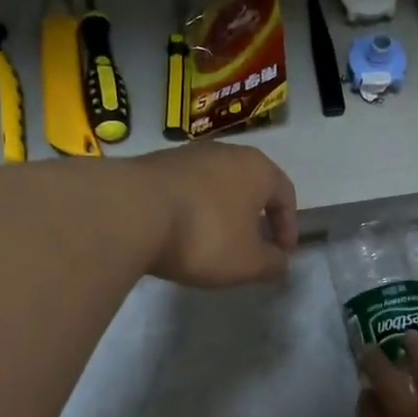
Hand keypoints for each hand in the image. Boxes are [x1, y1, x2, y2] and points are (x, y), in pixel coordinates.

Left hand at [130, 144, 297, 287]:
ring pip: (215, 185)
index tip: (280, 255)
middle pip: (249, 185)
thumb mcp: (247, 262)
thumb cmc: (204, 235)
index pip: (285, 195)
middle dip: (252, 216)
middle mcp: (225, 152)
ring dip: (219, 212)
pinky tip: (177, 232)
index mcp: (257, 168)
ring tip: (210, 242)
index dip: (288, 227)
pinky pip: (184, 189)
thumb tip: (281, 262)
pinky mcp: (154, 163)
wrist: (129, 212)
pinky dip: (189, 209)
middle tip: (249, 246)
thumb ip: (272, 264)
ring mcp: (187, 154)